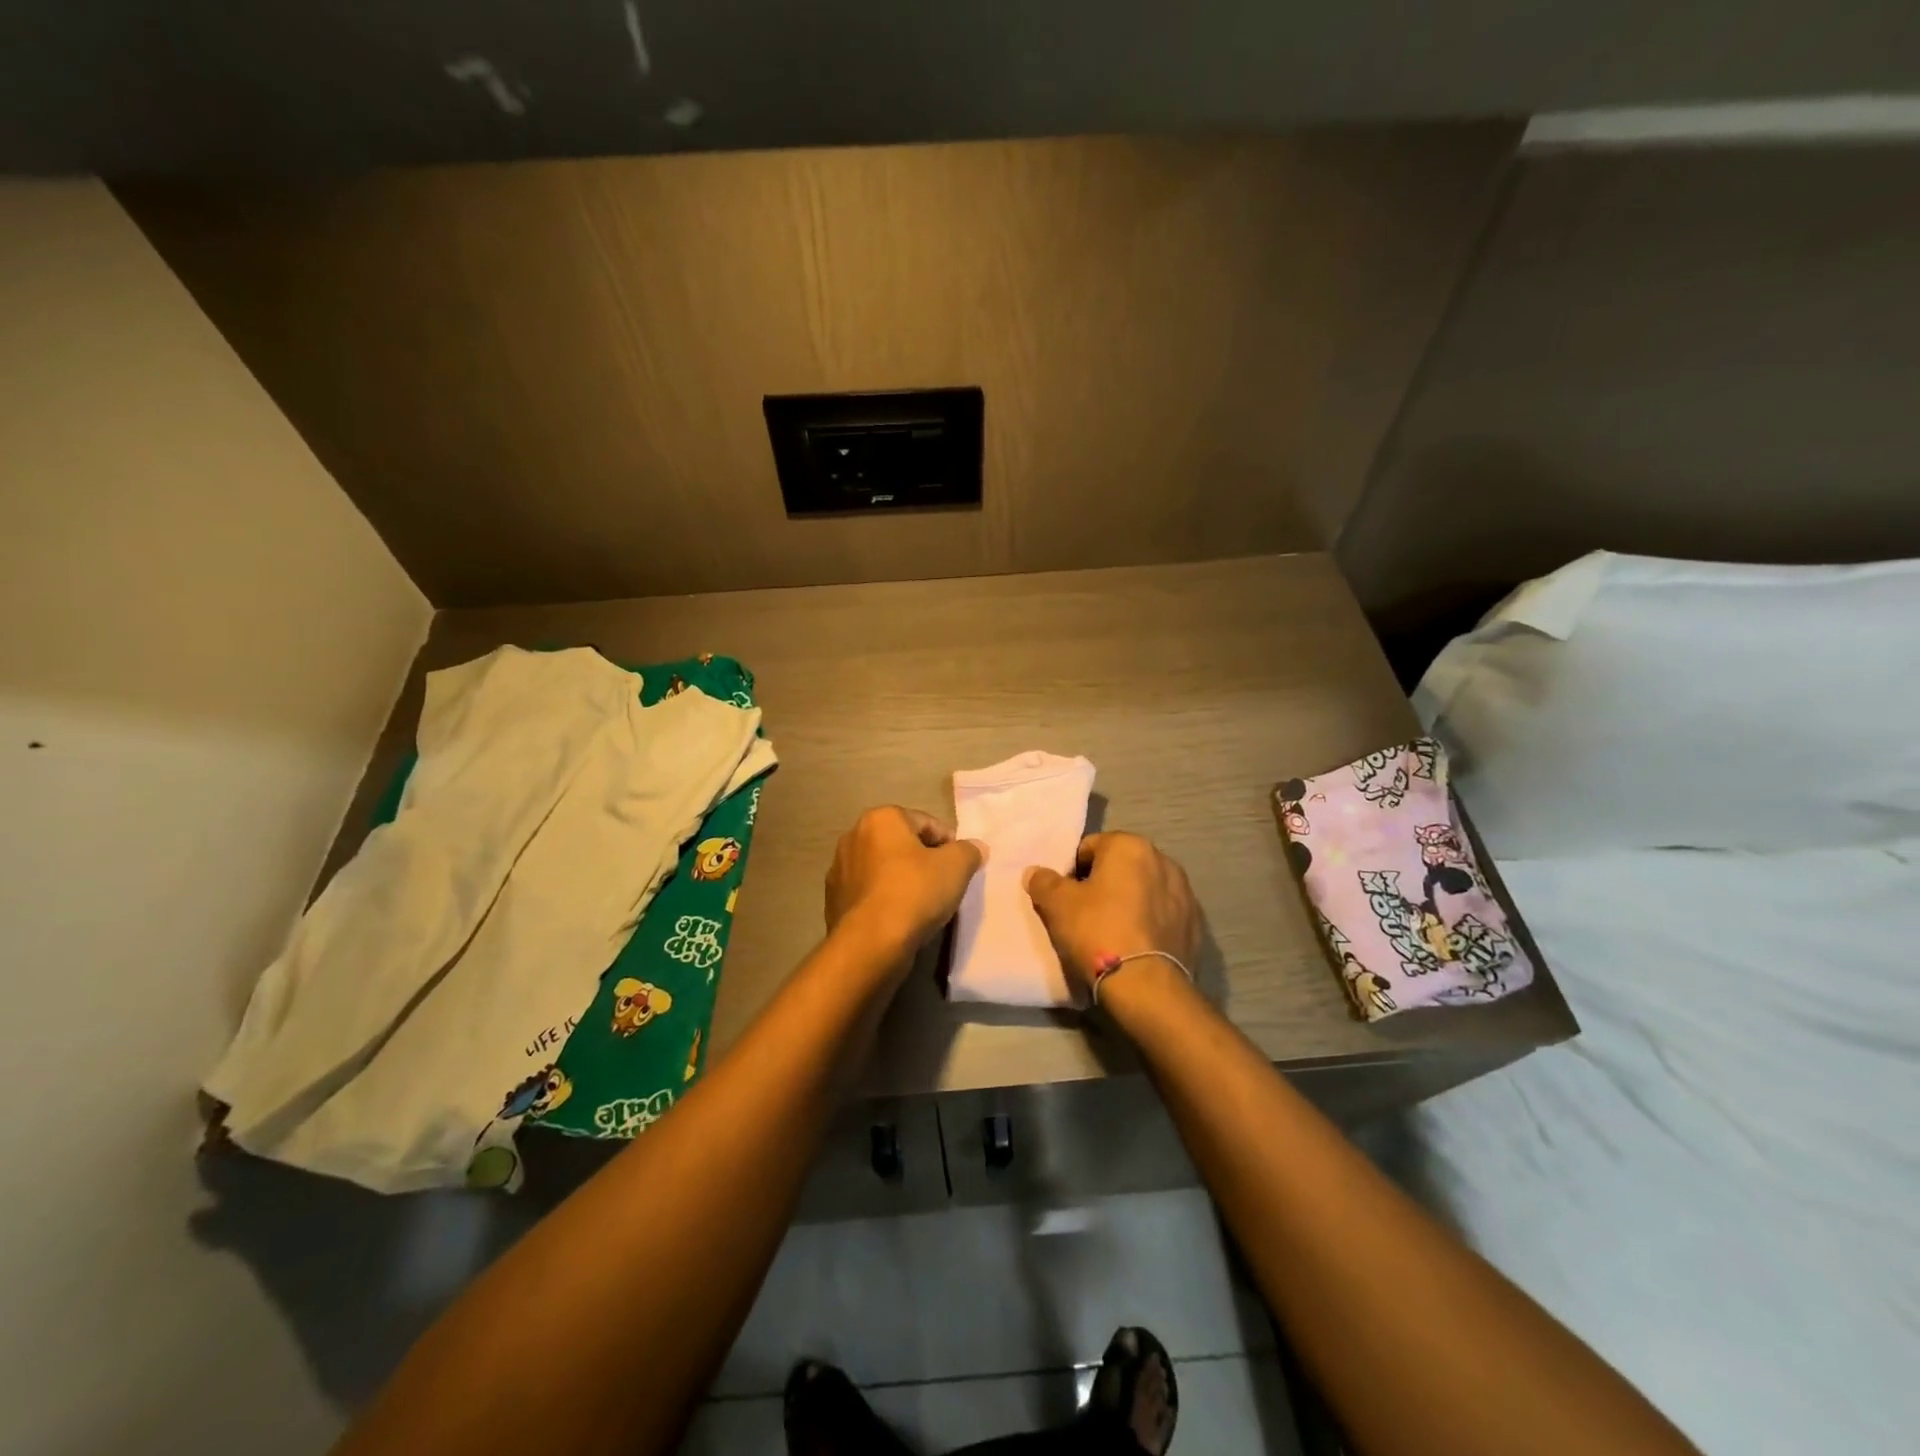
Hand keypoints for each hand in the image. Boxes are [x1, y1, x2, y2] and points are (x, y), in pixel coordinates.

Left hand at [825, 806, 984, 960]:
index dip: (949, 844)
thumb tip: (975, 847)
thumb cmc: (915, 893)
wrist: (871, 943)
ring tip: (922, 905)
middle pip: (902, 844)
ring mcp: (839, 869)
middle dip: (923, 860)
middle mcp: (854, 836)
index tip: (960, 867)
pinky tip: (899, 919)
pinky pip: (869, 893)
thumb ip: (969, 851)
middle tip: (943, 884)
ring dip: (902, 880)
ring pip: (883, 869)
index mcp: (881, 818)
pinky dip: (884, 900)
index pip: (927, 823)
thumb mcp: (956, 866)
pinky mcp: (833, 900)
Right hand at [1024, 832, 1199, 1000]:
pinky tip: (1135, 945)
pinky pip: (1162, 915)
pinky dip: (1148, 922)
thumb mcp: (1058, 905)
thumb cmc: (1098, 932)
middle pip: (1120, 866)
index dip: (1072, 871)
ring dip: (1129, 902)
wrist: (1146, 986)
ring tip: (1112, 932)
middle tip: (1084, 914)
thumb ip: (1043, 882)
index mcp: (1130, 846)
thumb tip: (1035, 872)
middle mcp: (1163, 860)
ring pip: (1144, 890)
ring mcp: (1185, 892)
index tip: (1066, 898)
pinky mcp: (1195, 924)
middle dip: (1103, 884)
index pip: (1090, 847)